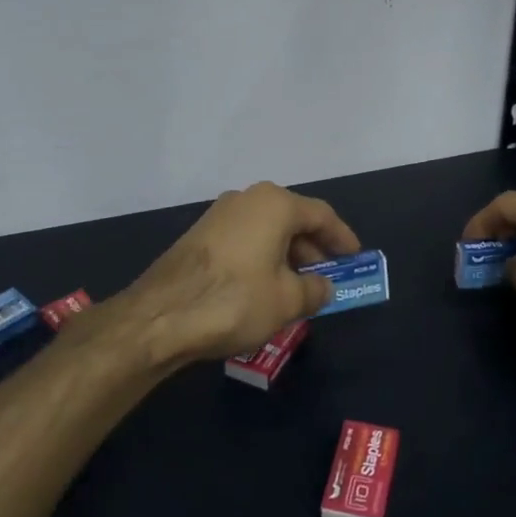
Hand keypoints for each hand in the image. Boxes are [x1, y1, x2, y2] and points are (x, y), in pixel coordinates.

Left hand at [118, 181, 360, 367]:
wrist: (160, 316)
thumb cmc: (235, 300)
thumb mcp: (287, 301)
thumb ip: (314, 290)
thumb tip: (322, 286)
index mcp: (274, 204)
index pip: (321, 215)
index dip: (342, 238)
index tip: (355, 258)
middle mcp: (246, 199)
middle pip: (292, 219)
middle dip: (313, 249)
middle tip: (327, 277)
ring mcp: (218, 216)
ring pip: (266, 231)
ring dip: (286, 256)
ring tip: (298, 288)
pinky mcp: (199, 236)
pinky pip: (244, 241)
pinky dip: (262, 259)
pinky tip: (264, 288)